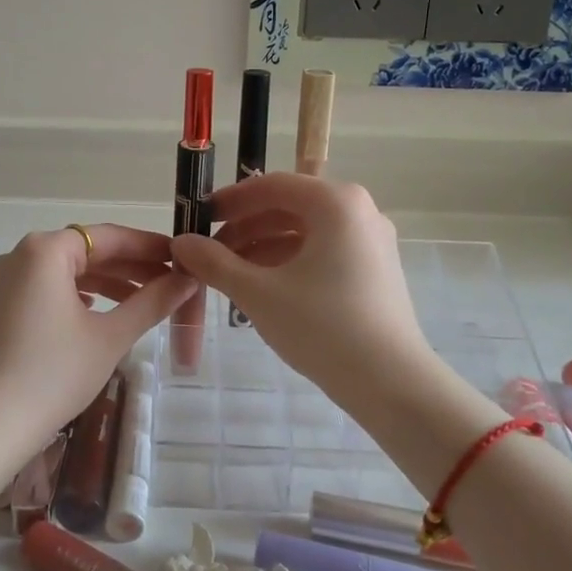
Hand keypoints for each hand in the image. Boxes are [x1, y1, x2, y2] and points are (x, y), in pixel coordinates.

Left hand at [0, 225, 194, 510]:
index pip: (109, 236)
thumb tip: (187, 280)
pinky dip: (80, 295)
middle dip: (130, 265)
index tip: (182, 257)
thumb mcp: (110, 336)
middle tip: (172, 281)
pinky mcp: (2, 306)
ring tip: (146, 299)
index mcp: (46, 250)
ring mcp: (7, 281)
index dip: (149, 245)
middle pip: (88, 250)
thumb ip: (152, 302)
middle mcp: (22, 254)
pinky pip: (50, 288)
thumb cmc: (53, 372)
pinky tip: (102, 311)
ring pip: (69, 270)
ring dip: (108, 282)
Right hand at [170, 174, 438, 409]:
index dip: (229, 200)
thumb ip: (215, 262)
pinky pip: (323, 250)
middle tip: (209, 252)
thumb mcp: (258, 293)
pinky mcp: (375, 268)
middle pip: (289, 206)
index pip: (271, 186)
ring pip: (305, 231)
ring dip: (264, 245)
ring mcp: (371, 240)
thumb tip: (180, 243)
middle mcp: (358, 210)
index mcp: (335, 203)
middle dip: (245, 226)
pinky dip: (289, 261)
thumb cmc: (323, 327)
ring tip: (229, 274)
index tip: (198, 218)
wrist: (392, 384)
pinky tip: (262, 287)